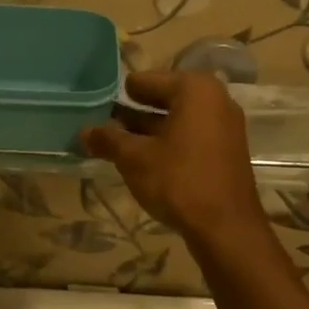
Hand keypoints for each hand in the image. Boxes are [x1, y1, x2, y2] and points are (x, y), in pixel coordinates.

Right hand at [81, 71, 268, 250]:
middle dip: (132, 113)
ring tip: (113, 142)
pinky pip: (188, 137)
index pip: (146, 81)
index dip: (120, 94)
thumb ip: (108, 140)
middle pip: (162, 99)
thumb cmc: (178, 180)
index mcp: (194, 89)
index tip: (96, 103)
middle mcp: (214, 100)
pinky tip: (140, 159)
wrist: (226, 227)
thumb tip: (83, 132)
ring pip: (175, 120)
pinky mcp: (224, 151)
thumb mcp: (134, 158)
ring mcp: (223, 126)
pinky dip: (165, 143)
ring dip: (146, 130)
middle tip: (100, 122)